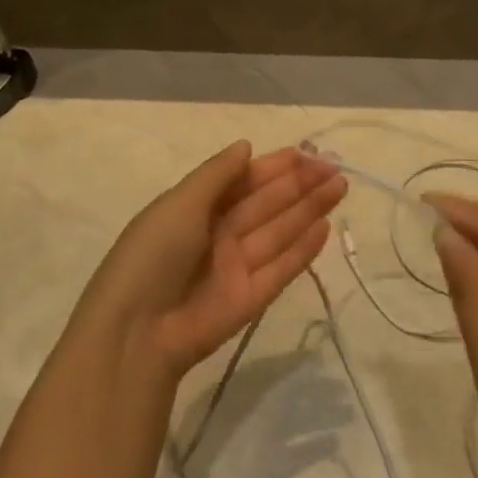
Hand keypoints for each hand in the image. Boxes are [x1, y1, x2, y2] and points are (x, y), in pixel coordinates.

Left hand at [82, 142, 345, 378]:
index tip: (305, 153)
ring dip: (309, 209)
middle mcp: (220, 234)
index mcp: (197, 208)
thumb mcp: (180, 203)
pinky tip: (326, 227)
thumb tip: (246, 145)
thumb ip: (217, 174)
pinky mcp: (252, 299)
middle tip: (335, 167)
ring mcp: (237, 267)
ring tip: (341, 186)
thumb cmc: (153, 255)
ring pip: (280, 231)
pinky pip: (282, 268)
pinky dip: (304, 249)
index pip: (243, 181)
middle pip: (267, 203)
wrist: (137, 332)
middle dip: (299, 184)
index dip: (274, 167)